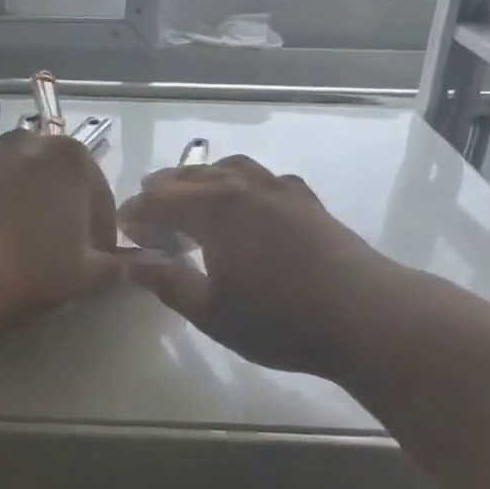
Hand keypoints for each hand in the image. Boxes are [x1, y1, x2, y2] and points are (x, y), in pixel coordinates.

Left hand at [0, 128, 126, 322]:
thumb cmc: (28, 267)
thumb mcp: (84, 276)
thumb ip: (114, 267)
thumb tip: (135, 266)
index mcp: (72, 158)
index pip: (100, 198)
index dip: (100, 233)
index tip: (94, 261)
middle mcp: (28, 142)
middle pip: (55, 180)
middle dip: (60, 210)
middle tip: (56, 251)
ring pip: (15, 181)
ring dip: (21, 205)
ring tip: (15, 246)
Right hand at [118, 156, 378, 379]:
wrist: (367, 316)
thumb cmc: (280, 319)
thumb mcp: (211, 312)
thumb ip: (168, 282)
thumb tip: (132, 262)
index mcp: (215, 209)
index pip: (160, 200)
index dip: (137, 212)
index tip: (122, 227)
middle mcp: (244, 188)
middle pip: (192, 177)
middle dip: (163, 190)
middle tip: (145, 210)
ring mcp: (280, 190)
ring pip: (229, 169)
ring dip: (200, 179)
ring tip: (189, 195)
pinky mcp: (307, 202)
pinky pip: (262, 179)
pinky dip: (240, 183)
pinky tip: (245, 202)